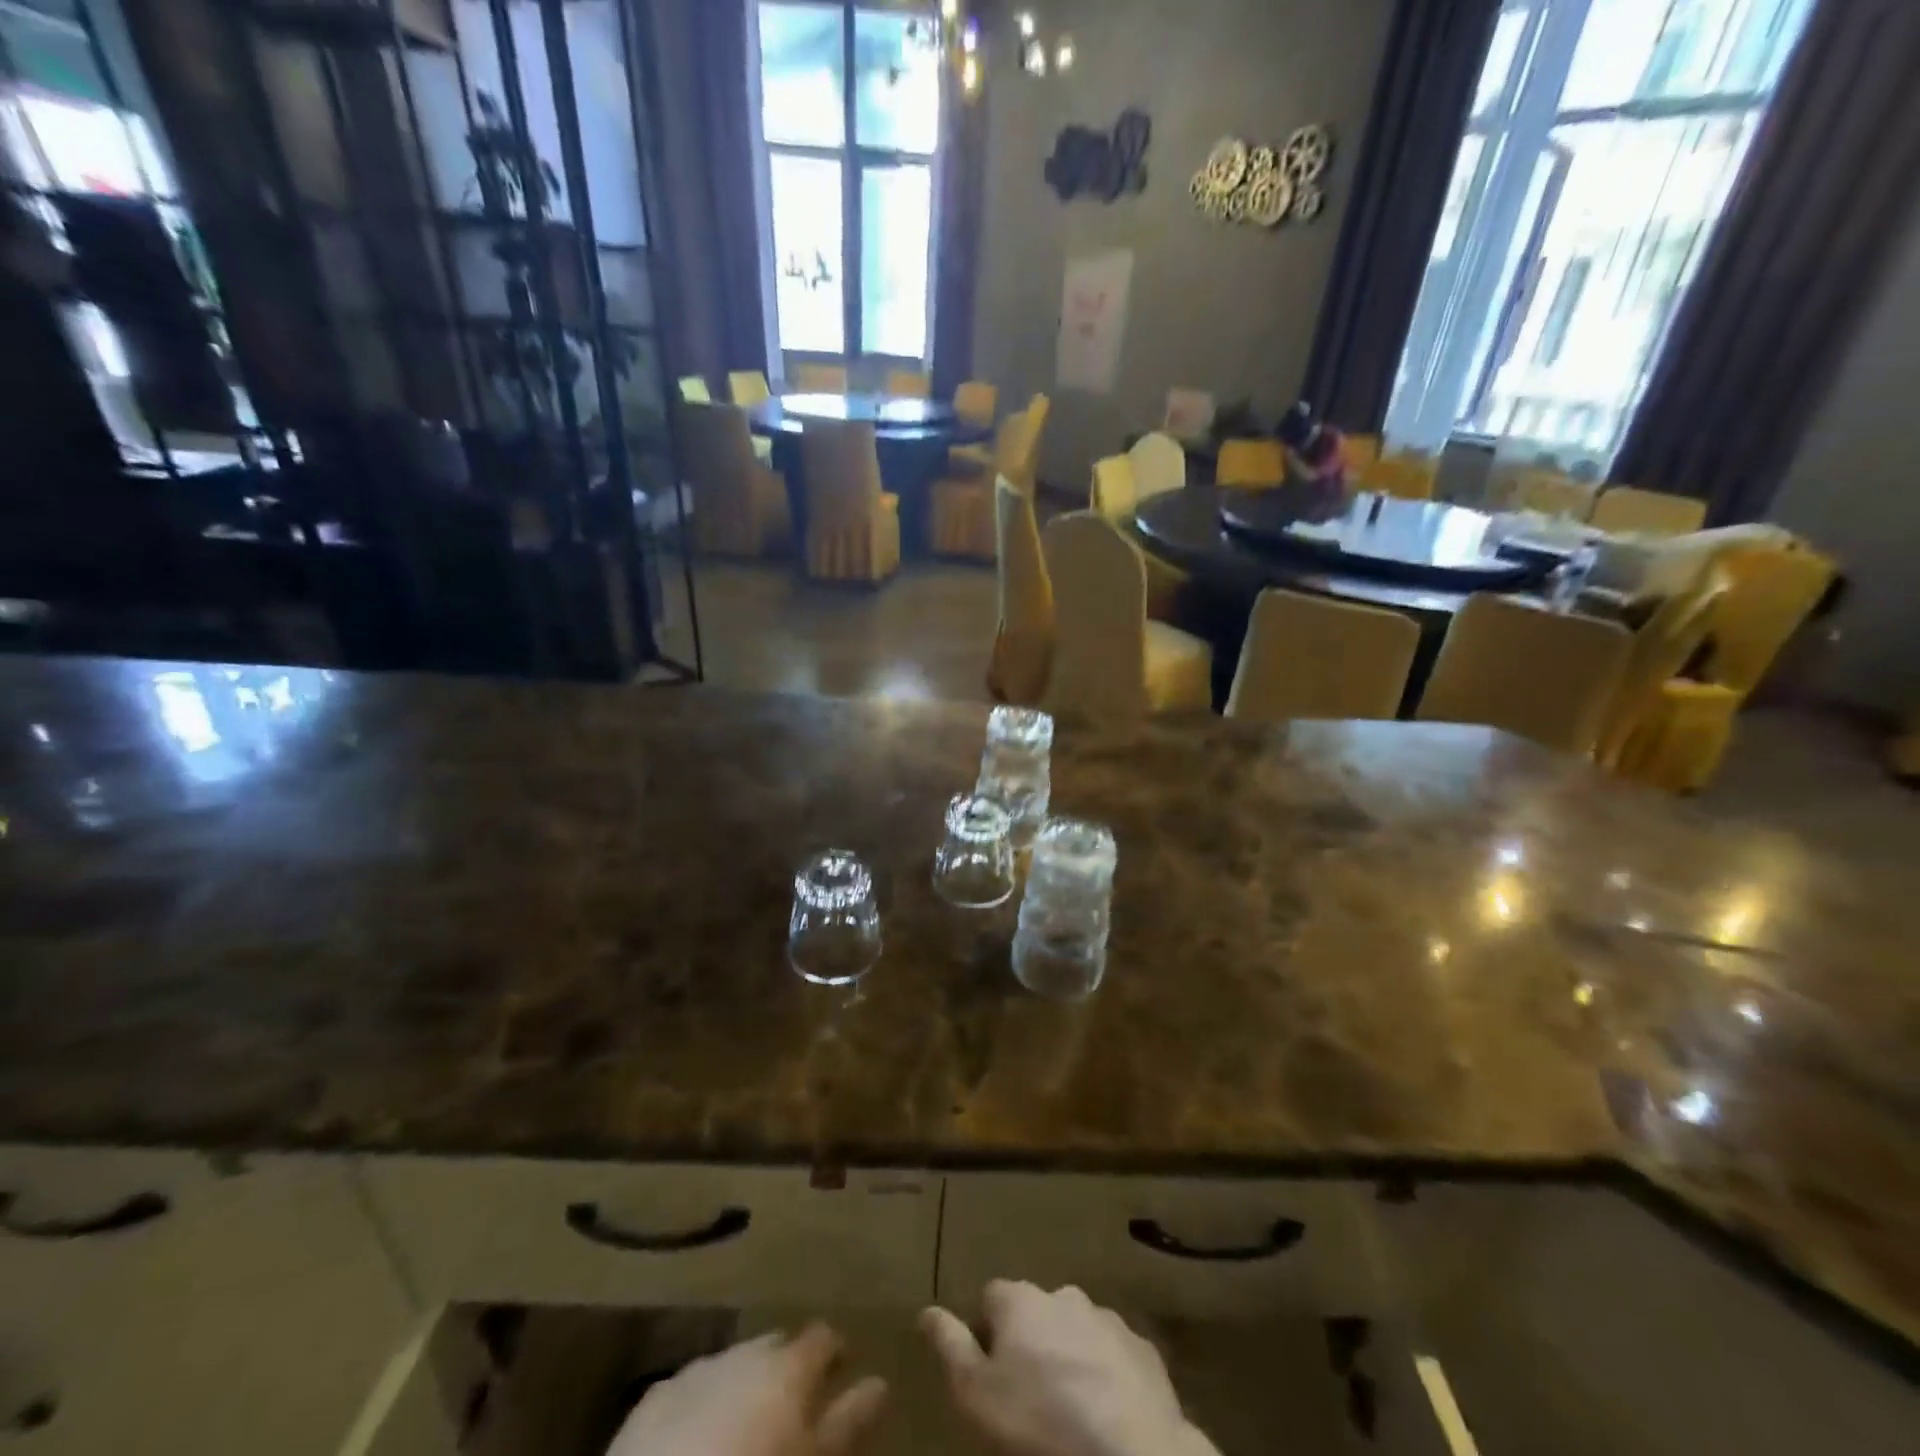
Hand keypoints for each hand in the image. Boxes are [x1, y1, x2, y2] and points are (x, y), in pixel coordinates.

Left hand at [607, 1323, 886, 1455]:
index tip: (845, 1370)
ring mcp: (696, 1370)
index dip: (835, 1352)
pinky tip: (700, 1435)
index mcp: (787, 1363)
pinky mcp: (651, 1402)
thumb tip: (881, 1384)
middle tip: (797, 1404)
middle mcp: (744, 1351)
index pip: (823, 1336)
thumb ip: (846, 1422)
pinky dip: (705, 1403)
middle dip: (787, 1366)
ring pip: (733, 1365)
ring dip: (745, 1384)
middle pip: (775, 1347)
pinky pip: (691, 1390)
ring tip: (749, 1421)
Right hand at [919, 1283, 1216, 1455]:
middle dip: (1031, 1343)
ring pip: (1076, 1331)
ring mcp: (1106, 1318)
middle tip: (1029, 1396)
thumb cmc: (1039, 1423)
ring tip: (1069, 1408)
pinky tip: (1105, 1415)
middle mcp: (1062, 1294)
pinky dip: (1106, 1376)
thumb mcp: (976, 1394)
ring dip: (1069, 1356)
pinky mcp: (1142, 1349)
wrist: (1130, 1451)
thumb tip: (927, 1311)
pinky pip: (1113, 1356)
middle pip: (1035, 1312)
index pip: (990, 1299)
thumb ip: (950, 1346)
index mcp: (1020, 1300)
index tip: (987, 1373)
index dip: (986, 1334)